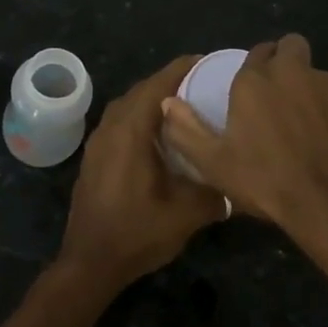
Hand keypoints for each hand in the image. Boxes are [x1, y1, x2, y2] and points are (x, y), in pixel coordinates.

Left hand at [57, 56, 227, 291]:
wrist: (89, 263)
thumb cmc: (136, 232)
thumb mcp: (187, 214)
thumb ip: (216, 191)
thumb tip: (238, 182)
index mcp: (132, 130)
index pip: (159, 83)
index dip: (184, 68)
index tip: (209, 62)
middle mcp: (112, 126)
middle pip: (142, 90)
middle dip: (171, 82)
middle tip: (204, 85)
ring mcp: (98, 141)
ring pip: (128, 106)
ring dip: (154, 100)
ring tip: (184, 107)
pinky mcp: (94, 157)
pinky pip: (120, 122)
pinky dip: (140, 118)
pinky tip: (159, 137)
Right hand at [159, 35, 327, 245]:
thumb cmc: (267, 182)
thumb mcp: (215, 164)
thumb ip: (187, 130)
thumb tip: (168, 103)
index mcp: (256, 80)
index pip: (257, 51)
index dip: (256, 66)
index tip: (254, 90)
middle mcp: (292, 71)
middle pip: (291, 46)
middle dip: (285, 60)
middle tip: (280, 94)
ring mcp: (327, 84)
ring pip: (315, 71)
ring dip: (308, 85)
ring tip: (305, 121)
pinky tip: (327, 135)